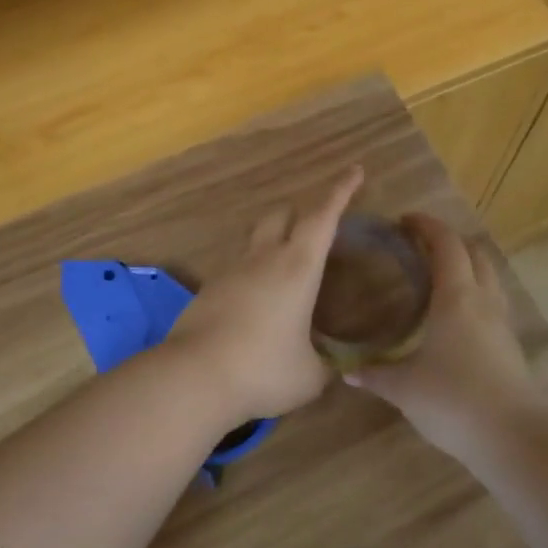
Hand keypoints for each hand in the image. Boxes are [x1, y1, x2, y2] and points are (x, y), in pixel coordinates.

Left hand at [164, 166, 363, 421]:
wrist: (193, 377)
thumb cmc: (263, 369)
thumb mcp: (309, 376)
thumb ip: (327, 367)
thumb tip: (339, 369)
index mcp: (297, 267)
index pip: (323, 217)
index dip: (341, 192)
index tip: (354, 171)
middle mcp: (264, 258)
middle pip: (282, 214)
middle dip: (301, 212)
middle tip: (317, 229)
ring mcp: (232, 270)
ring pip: (256, 238)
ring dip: (274, 239)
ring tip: (287, 268)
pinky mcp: (209, 289)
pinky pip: (238, 267)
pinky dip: (253, 272)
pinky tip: (258, 302)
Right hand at [348, 214, 547, 462]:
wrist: (514, 438)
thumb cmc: (453, 400)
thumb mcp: (404, 388)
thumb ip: (376, 374)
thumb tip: (348, 371)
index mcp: (456, 296)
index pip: (445, 244)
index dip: (426, 226)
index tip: (404, 220)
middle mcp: (483, 300)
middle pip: (474, 253)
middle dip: (449, 241)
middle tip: (419, 246)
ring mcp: (502, 323)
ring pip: (488, 277)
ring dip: (466, 266)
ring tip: (438, 277)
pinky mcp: (511, 347)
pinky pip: (493, 303)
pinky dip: (475, 294)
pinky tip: (456, 317)